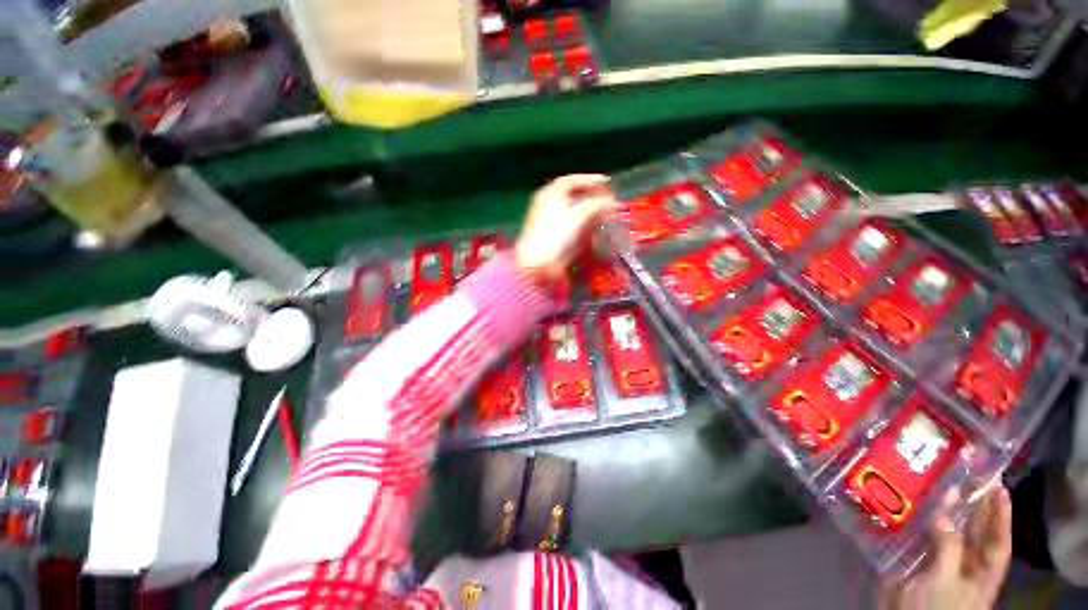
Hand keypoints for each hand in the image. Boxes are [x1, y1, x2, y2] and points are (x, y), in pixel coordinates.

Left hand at [515, 174, 616, 285]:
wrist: (538, 262)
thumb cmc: (556, 234)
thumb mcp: (579, 215)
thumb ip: (597, 205)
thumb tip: (611, 202)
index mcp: (550, 193)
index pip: (572, 180)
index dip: (590, 179)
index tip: (607, 182)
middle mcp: (548, 203)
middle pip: (572, 195)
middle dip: (591, 197)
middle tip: (608, 200)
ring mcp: (549, 220)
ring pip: (572, 211)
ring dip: (588, 211)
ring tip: (604, 214)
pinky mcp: (553, 235)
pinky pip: (570, 225)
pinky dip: (583, 224)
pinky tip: (593, 229)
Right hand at [879, 485, 1011, 609]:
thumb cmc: (935, 607)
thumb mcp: (944, 581)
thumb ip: (948, 549)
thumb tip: (943, 514)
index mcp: (981, 575)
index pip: (998, 542)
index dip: (1000, 516)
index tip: (999, 487)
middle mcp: (967, 567)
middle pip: (977, 535)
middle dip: (976, 508)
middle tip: (973, 478)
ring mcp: (943, 564)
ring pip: (951, 534)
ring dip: (950, 512)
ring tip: (948, 486)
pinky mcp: (920, 561)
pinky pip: (925, 537)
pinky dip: (924, 521)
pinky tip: (918, 507)